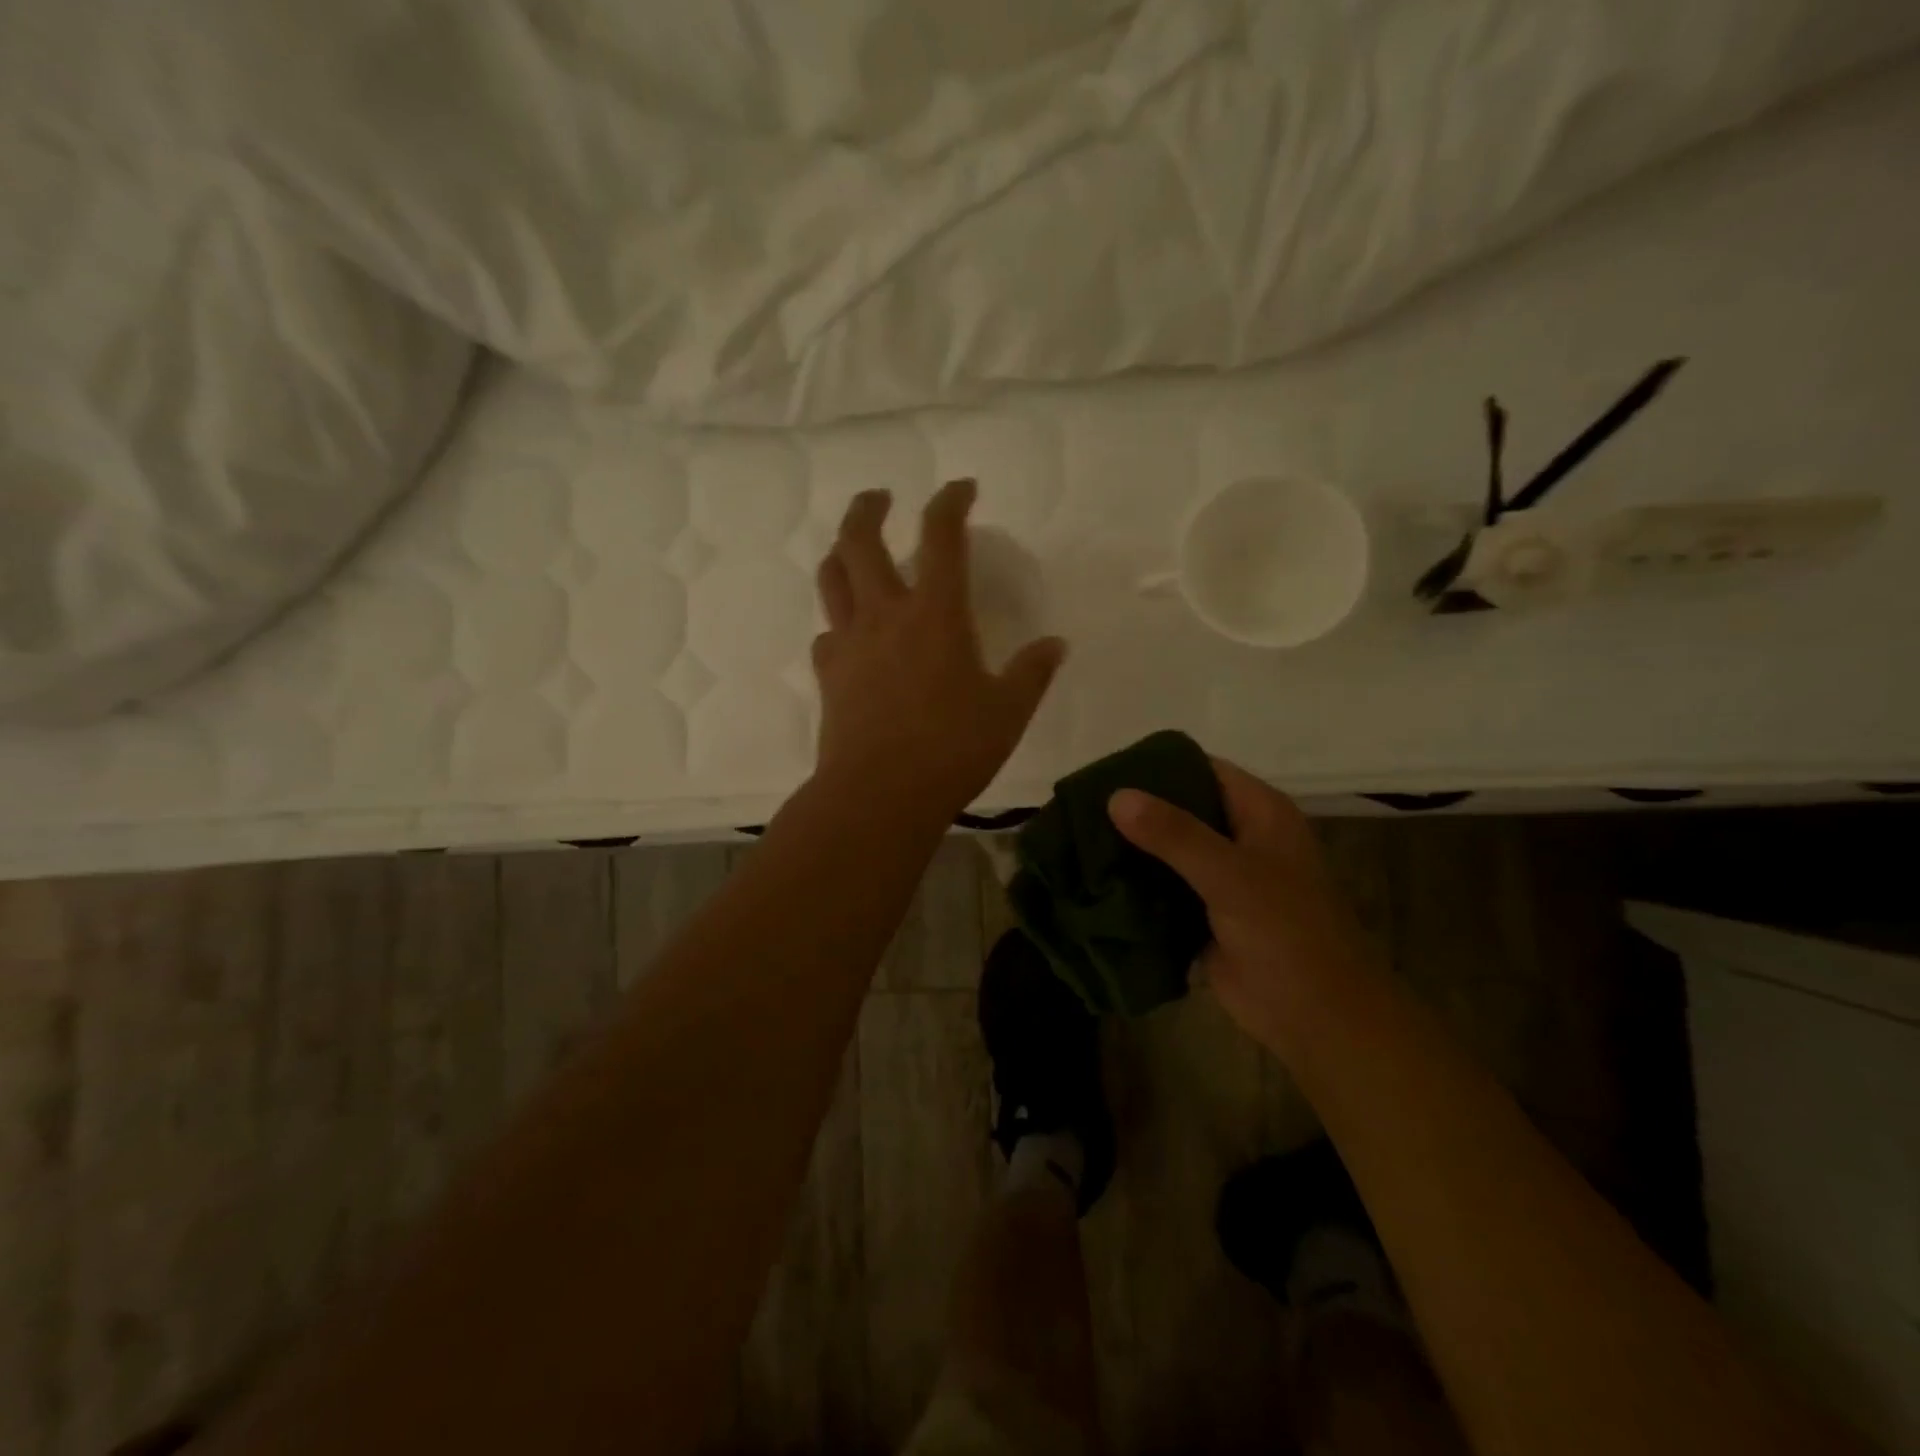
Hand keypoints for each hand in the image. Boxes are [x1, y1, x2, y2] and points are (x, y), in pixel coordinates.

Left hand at [812, 480, 1064, 814]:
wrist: (879, 794)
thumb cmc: (952, 749)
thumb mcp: (1008, 712)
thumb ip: (1032, 672)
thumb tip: (1055, 645)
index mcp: (935, 614)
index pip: (941, 537)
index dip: (950, 502)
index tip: (961, 489)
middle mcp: (885, 614)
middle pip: (859, 540)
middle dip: (868, 507)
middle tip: (880, 497)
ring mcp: (849, 643)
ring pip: (832, 578)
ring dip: (841, 552)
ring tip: (852, 549)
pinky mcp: (828, 675)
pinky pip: (826, 633)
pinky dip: (838, 621)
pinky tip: (850, 634)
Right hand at [1108, 759, 1375, 1054]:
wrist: (1316, 1018)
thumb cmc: (1285, 932)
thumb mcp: (1230, 874)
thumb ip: (1173, 834)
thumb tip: (1116, 796)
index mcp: (1260, 813)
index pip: (1203, 770)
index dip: (1158, 767)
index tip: (1106, 771)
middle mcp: (1241, 839)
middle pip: (1180, 810)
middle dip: (1136, 811)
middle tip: (1080, 809)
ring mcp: (1223, 879)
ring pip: (1168, 852)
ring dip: (1131, 850)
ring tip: (1076, 841)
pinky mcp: (1205, 915)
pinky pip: (1164, 891)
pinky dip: (1135, 887)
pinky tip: (1094, 882)